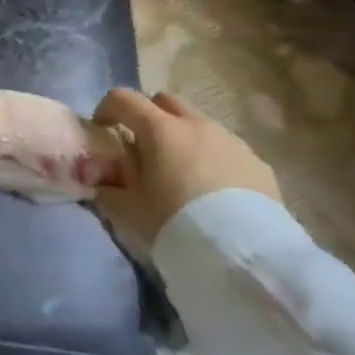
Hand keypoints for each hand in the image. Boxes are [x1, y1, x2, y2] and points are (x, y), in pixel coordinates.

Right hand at [91, 88, 283, 247]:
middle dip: (148, 115)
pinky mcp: (257, 162)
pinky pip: (225, 148)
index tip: (102, 129)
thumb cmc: (177, 223)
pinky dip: (211, 158)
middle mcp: (196, 124)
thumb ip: (108, 188)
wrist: (245, 254)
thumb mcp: (130, 209)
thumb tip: (98, 181)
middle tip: (143, 146)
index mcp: (160, 129)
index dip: (106, 109)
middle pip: (164, 101)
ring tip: (181, 172)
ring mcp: (230, 140)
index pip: (123, 99)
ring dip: (183, 137)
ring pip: (198, 123)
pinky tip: (213, 191)